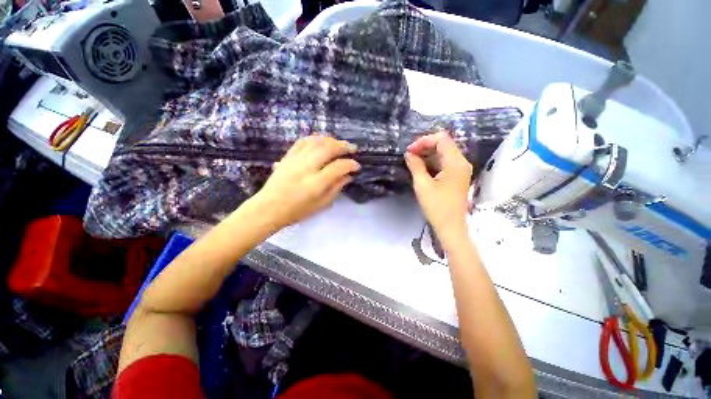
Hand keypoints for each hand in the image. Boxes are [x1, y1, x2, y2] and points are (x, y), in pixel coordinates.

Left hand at [251, 135, 360, 228]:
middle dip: (343, 146)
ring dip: (330, 140)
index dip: (350, 164)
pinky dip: (314, 138)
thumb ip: (336, 188)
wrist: (269, 208)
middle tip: (352, 148)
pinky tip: (321, 141)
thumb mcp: (322, 204)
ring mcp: (295, 160)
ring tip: (339, 143)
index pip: (338, 167)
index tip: (356, 166)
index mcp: (316, 183)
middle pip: (328, 149)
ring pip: (316, 142)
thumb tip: (348, 176)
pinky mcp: (287, 156)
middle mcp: (306, 168)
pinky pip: (302, 141)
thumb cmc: (297, 211)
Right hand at [404, 132, 472, 240]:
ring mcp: (461, 170)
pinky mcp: (457, 177)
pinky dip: (432, 162)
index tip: (409, 151)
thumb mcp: (422, 185)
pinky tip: (421, 168)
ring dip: (427, 155)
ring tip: (412, 162)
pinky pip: (445, 163)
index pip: (441, 139)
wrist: (451, 227)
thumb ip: (415, 166)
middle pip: (444, 144)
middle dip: (425, 147)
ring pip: (444, 153)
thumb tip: (409, 154)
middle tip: (409, 156)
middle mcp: (462, 162)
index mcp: (456, 162)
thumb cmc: (437, 207)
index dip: (423, 141)